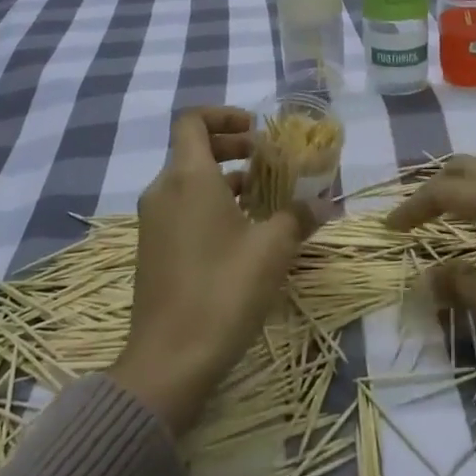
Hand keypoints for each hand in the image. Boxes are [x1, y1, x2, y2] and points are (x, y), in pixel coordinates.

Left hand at [110, 108, 317, 435]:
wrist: (169, 360)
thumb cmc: (223, 290)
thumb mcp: (273, 249)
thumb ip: (298, 215)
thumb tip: (322, 202)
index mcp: (187, 177)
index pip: (193, 120)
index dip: (224, 115)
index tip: (257, 130)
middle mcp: (163, 191)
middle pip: (193, 148)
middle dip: (233, 147)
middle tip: (268, 160)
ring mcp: (153, 222)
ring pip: (189, 181)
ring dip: (226, 179)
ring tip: (265, 199)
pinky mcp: (153, 249)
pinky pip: (183, 208)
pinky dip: (211, 204)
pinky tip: (244, 234)